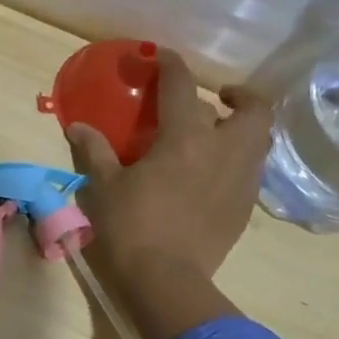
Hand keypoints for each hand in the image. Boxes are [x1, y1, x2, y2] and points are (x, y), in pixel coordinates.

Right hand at [68, 50, 274, 338]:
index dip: (172, 65)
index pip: (182, 87)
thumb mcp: (103, 187)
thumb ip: (94, 151)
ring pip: (259, 140)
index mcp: (185, 139)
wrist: (166, 281)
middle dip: (240, 96)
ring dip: (243, 129)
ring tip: (218, 135)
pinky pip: (251, 171)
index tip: (163, 57)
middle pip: (253, 110)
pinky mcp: (245, 208)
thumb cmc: (130, 227)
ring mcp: (240, 181)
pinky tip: (213, 174)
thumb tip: (79, 127)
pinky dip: (238, 160)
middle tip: (218, 99)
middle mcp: (223, 151)